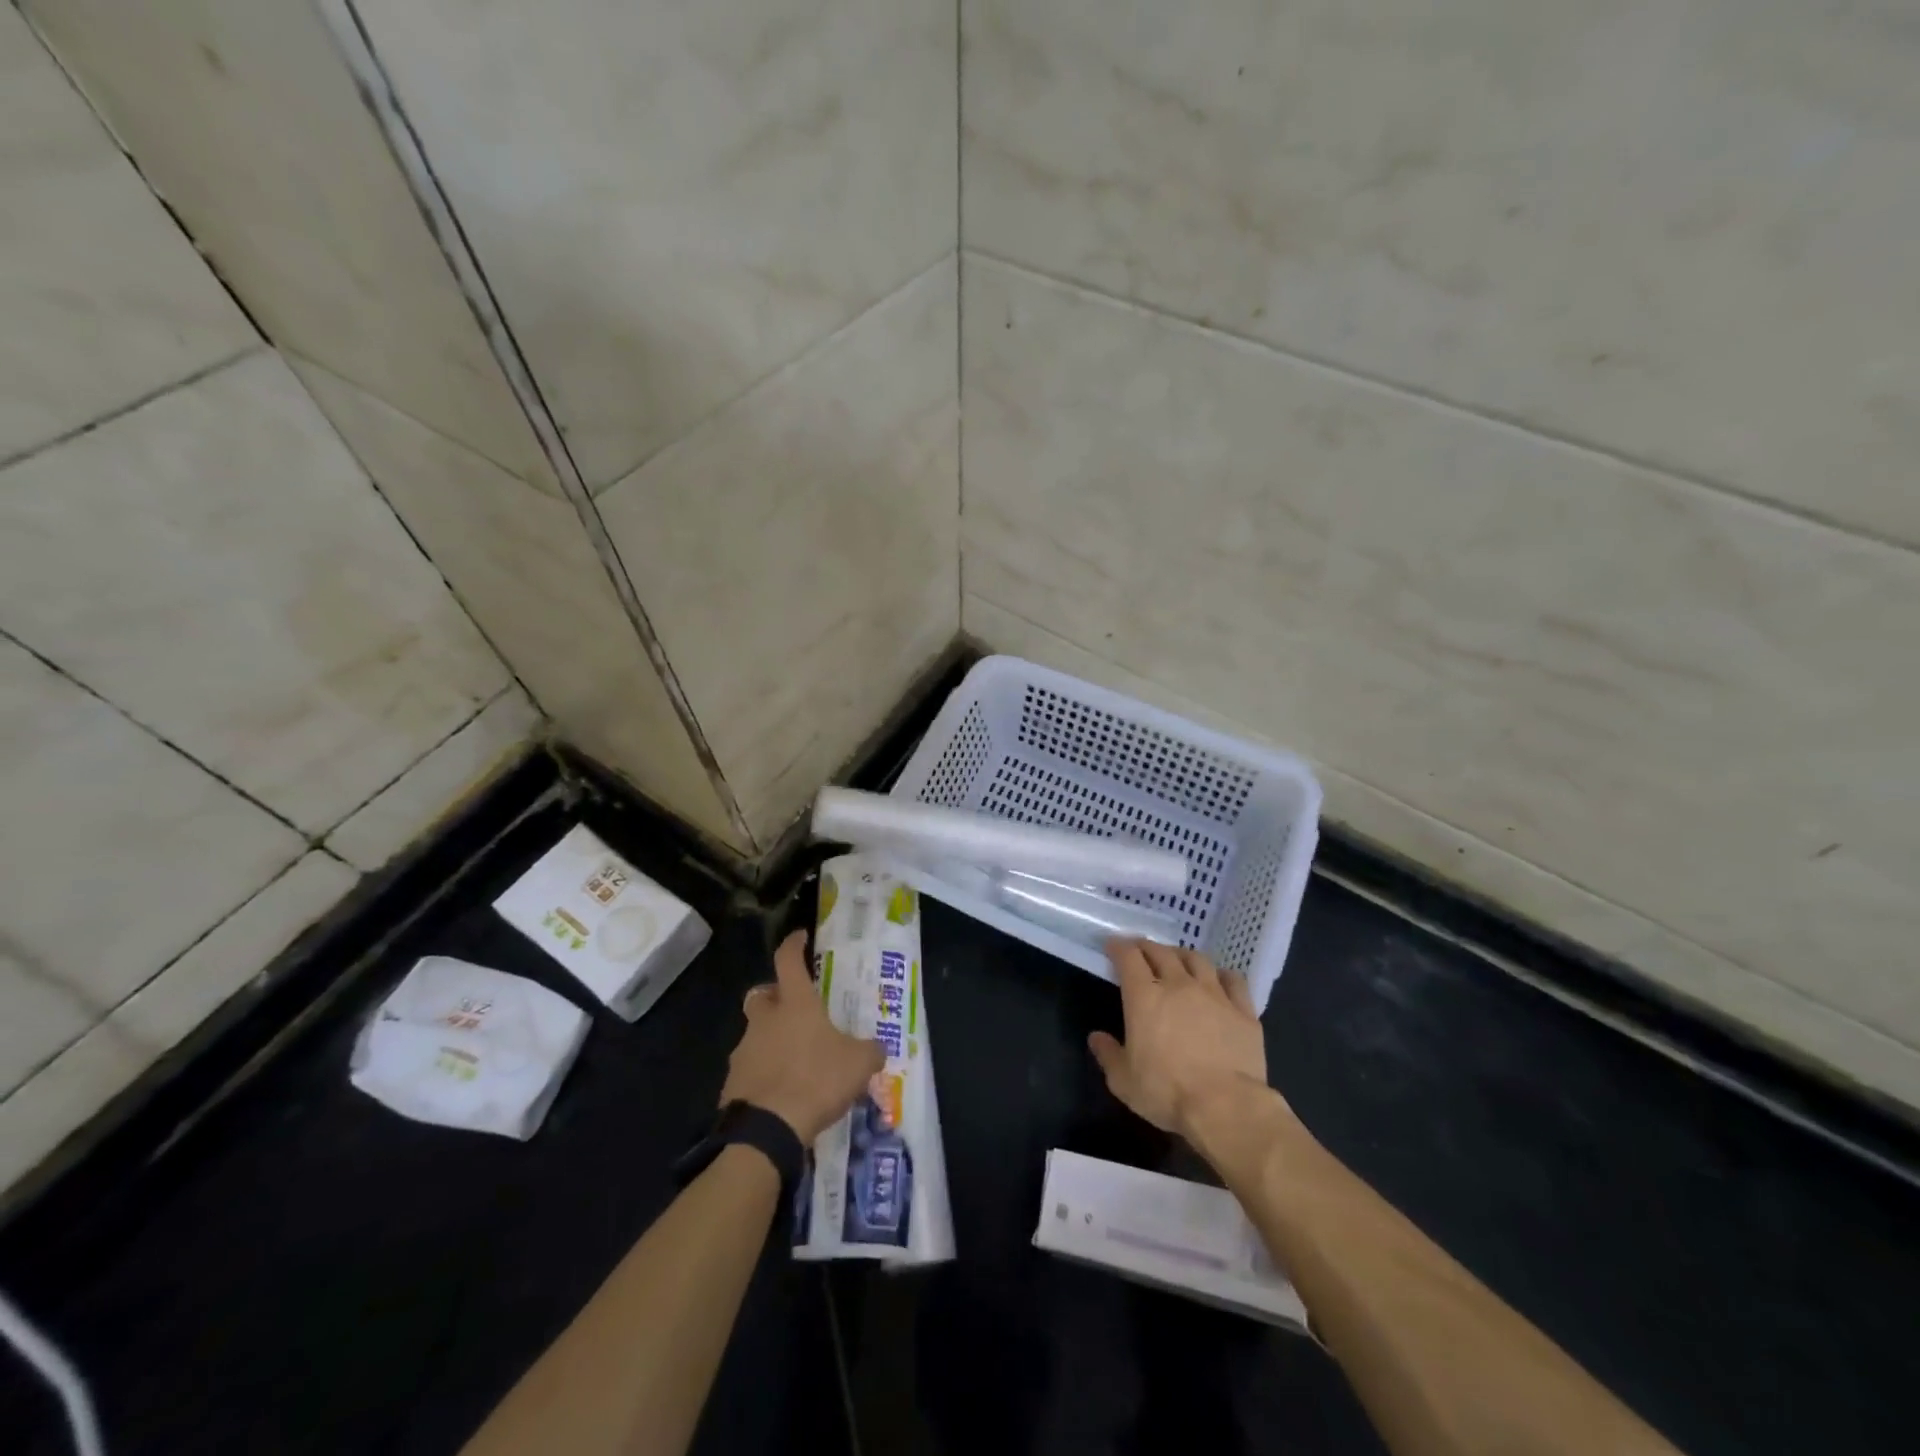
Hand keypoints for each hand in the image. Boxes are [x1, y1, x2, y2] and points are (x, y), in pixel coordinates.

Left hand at [721, 930, 884, 1144]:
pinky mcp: (732, 1082)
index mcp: (795, 1004)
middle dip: (775, 997)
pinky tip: (781, 1092)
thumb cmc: (817, 1080)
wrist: (767, 1130)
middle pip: (762, 995)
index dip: (793, 945)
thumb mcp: (859, 1064)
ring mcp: (744, 1050)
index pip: (788, 960)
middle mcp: (765, 1020)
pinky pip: (750, 1068)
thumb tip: (877, 1049)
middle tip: (794, 1010)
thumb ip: (870, 1051)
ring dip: (771, 1040)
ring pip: (755, 1034)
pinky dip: (763, 1073)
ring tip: (795, 1062)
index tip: (800, 937)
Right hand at [1088, 939, 1268, 1141]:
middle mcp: (1178, 985)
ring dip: (1182, 955)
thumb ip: (1108, 1055)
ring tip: (1177, 960)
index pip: (1129, 958)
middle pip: (1161, 953)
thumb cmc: (1167, 1092)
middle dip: (1147, 947)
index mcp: (1144, 998)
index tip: (1113, 945)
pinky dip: (1222, 975)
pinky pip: (1234, 980)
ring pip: (1197, 960)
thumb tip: (1096, 1038)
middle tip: (1141, 950)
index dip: (1118, 947)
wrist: (1226, 1106)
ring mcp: (1214, 995)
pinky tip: (1219, 979)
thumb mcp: (1124, 1081)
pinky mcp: (1243, 1010)